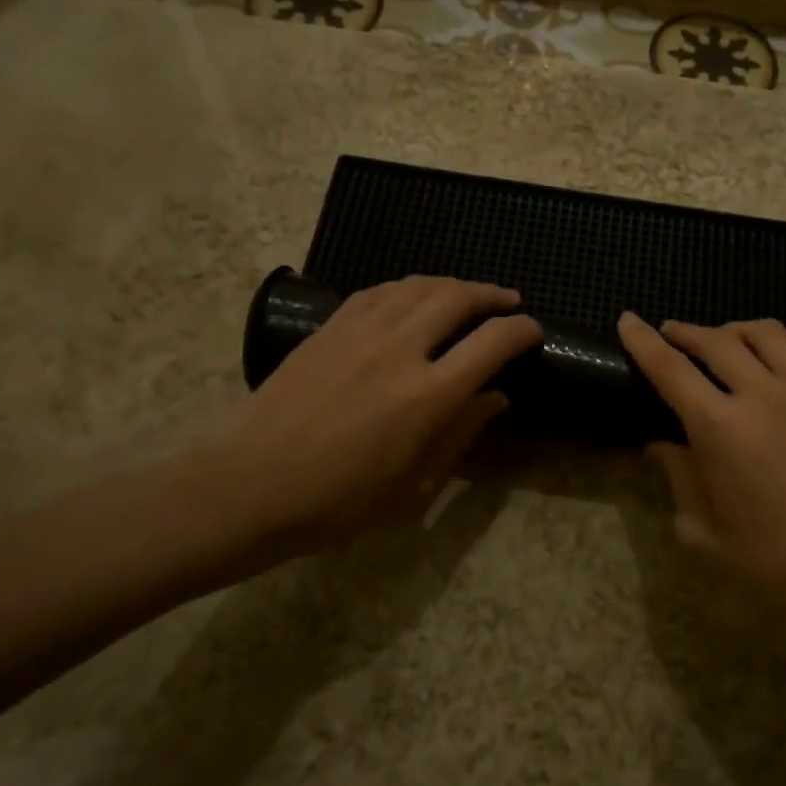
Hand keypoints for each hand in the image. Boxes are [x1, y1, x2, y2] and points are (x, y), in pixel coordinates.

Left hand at [218, 277, 542, 565]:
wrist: (252, 485)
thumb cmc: (340, 501)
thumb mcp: (414, 482)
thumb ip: (460, 432)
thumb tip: (496, 397)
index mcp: (428, 395)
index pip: (492, 342)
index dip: (522, 330)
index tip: (534, 330)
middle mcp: (400, 349)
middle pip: (458, 298)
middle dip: (492, 295)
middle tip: (508, 302)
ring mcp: (360, 332)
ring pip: (419, 286)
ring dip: (452, 285)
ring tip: (467, 295)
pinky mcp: (330, 328)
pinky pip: (379, 291)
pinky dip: (408, 287)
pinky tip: (413, 297)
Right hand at [618, 312, 785, 647]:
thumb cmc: (776, 564)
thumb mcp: (706, 532)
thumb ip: (679, 477)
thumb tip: (661, 444)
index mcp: (723, 430)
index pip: (671, 369)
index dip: (643, 341)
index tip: (627, 320)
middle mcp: (766, 396)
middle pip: (716, 340)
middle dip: (685, 332)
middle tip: (672, 335)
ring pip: (766, 334)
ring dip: (733, 331)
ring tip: (723, 343)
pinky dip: (776, 355)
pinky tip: (773, 378)